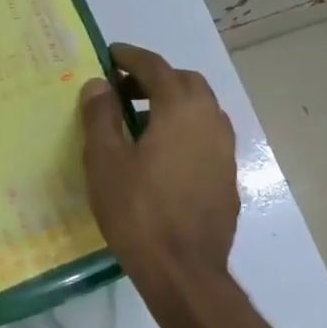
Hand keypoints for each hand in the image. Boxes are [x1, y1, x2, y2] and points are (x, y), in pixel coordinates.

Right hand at [79, 43, 239, 290]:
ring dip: (171, 103)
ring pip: (200, 108)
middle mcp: (210, 119)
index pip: (155, 66)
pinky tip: (162, 155)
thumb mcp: (106, 161)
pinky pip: (205, 135)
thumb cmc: (138, 212)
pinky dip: (184, 129)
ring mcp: (224, 148)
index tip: (110, 55)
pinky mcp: (227, 175)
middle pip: (184, 82)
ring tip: (139, 123)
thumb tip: (99, 84)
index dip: (130, 57)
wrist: (185, 272)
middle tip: (123, 91)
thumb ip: (101, 115)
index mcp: (181, 108)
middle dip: (154, 78)